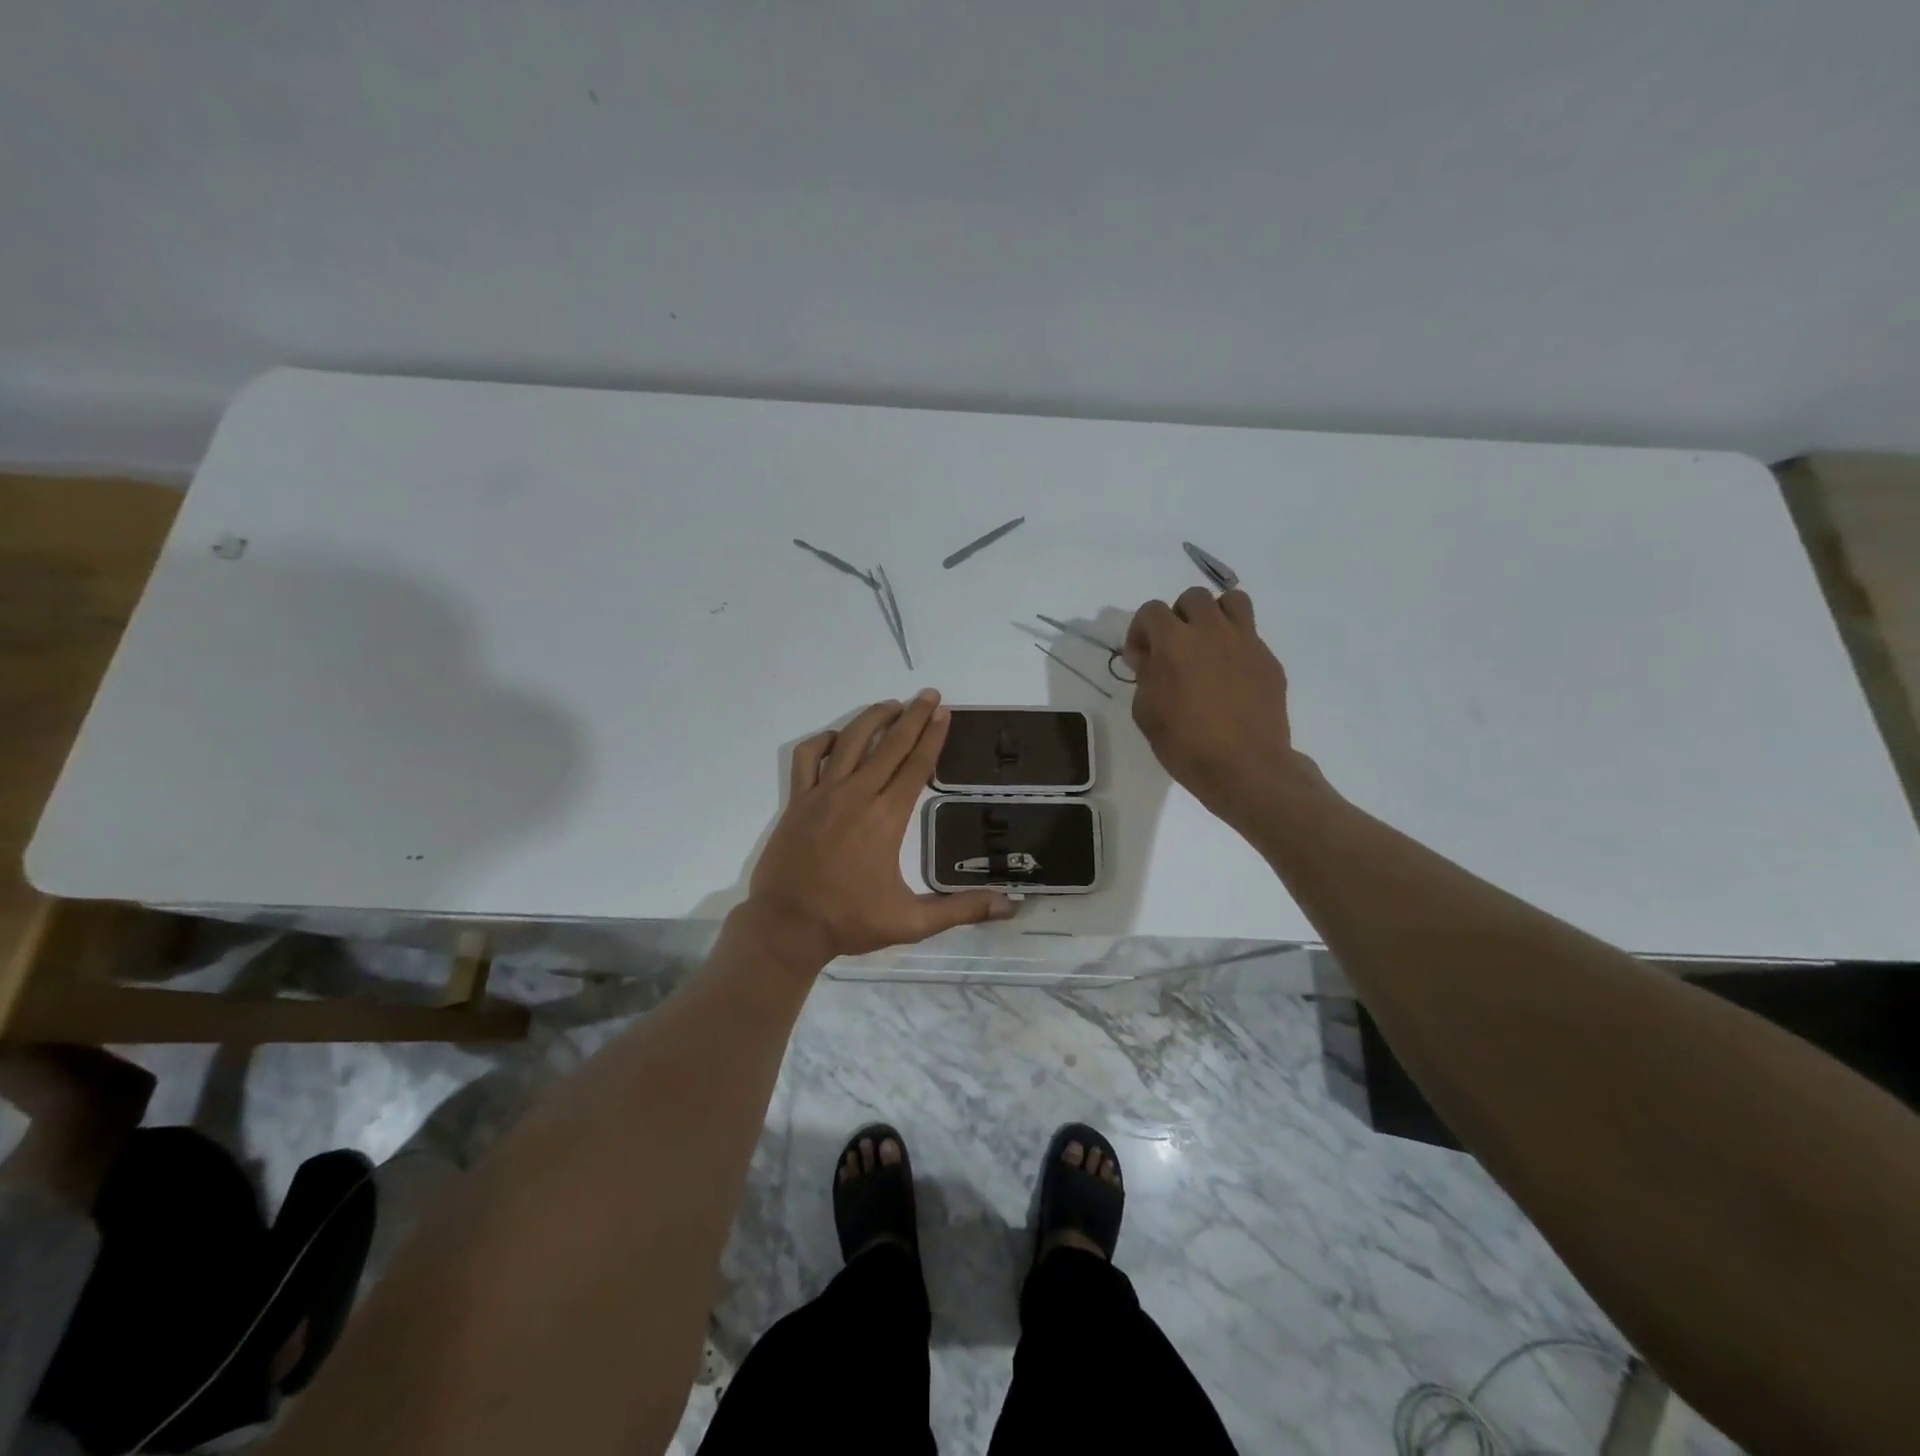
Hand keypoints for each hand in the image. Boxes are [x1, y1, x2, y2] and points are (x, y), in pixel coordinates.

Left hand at [743, 691, 1015, 964]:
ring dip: (873, 718)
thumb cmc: (850, 922)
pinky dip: (823, 741)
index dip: (933, 736)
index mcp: (886, 818)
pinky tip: (838, 738)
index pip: (916, 766)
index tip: (944, 712)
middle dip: (913, 716)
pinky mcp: (797, 800)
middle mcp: (857, 795)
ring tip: (892, 704)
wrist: (786, 926)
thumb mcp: (912, 922)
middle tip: (929, 694)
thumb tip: (1010, 905)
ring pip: (851, 741)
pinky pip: (808, 757)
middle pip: (890, 744)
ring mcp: (823, 794)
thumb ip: (961, 910)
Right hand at [1124, 587, 1321, 823]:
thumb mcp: (1146, 713)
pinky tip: (1230, 676)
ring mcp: (1246, 642)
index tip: (1140, 658)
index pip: (1151, 610)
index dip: (1141, 631)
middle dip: (1178, 617)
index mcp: (1175, 642)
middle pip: (1193, 597)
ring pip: (1231, 602)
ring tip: (1208, 645)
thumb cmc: (1185, 745)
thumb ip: (1144, 675)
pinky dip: (1236, 645)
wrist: (1245, 767)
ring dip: (1214, 616)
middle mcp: (1211, 631)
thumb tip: (1148, 656)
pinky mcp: (1268, 660)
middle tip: (1174, 648)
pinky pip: (1250, 635)